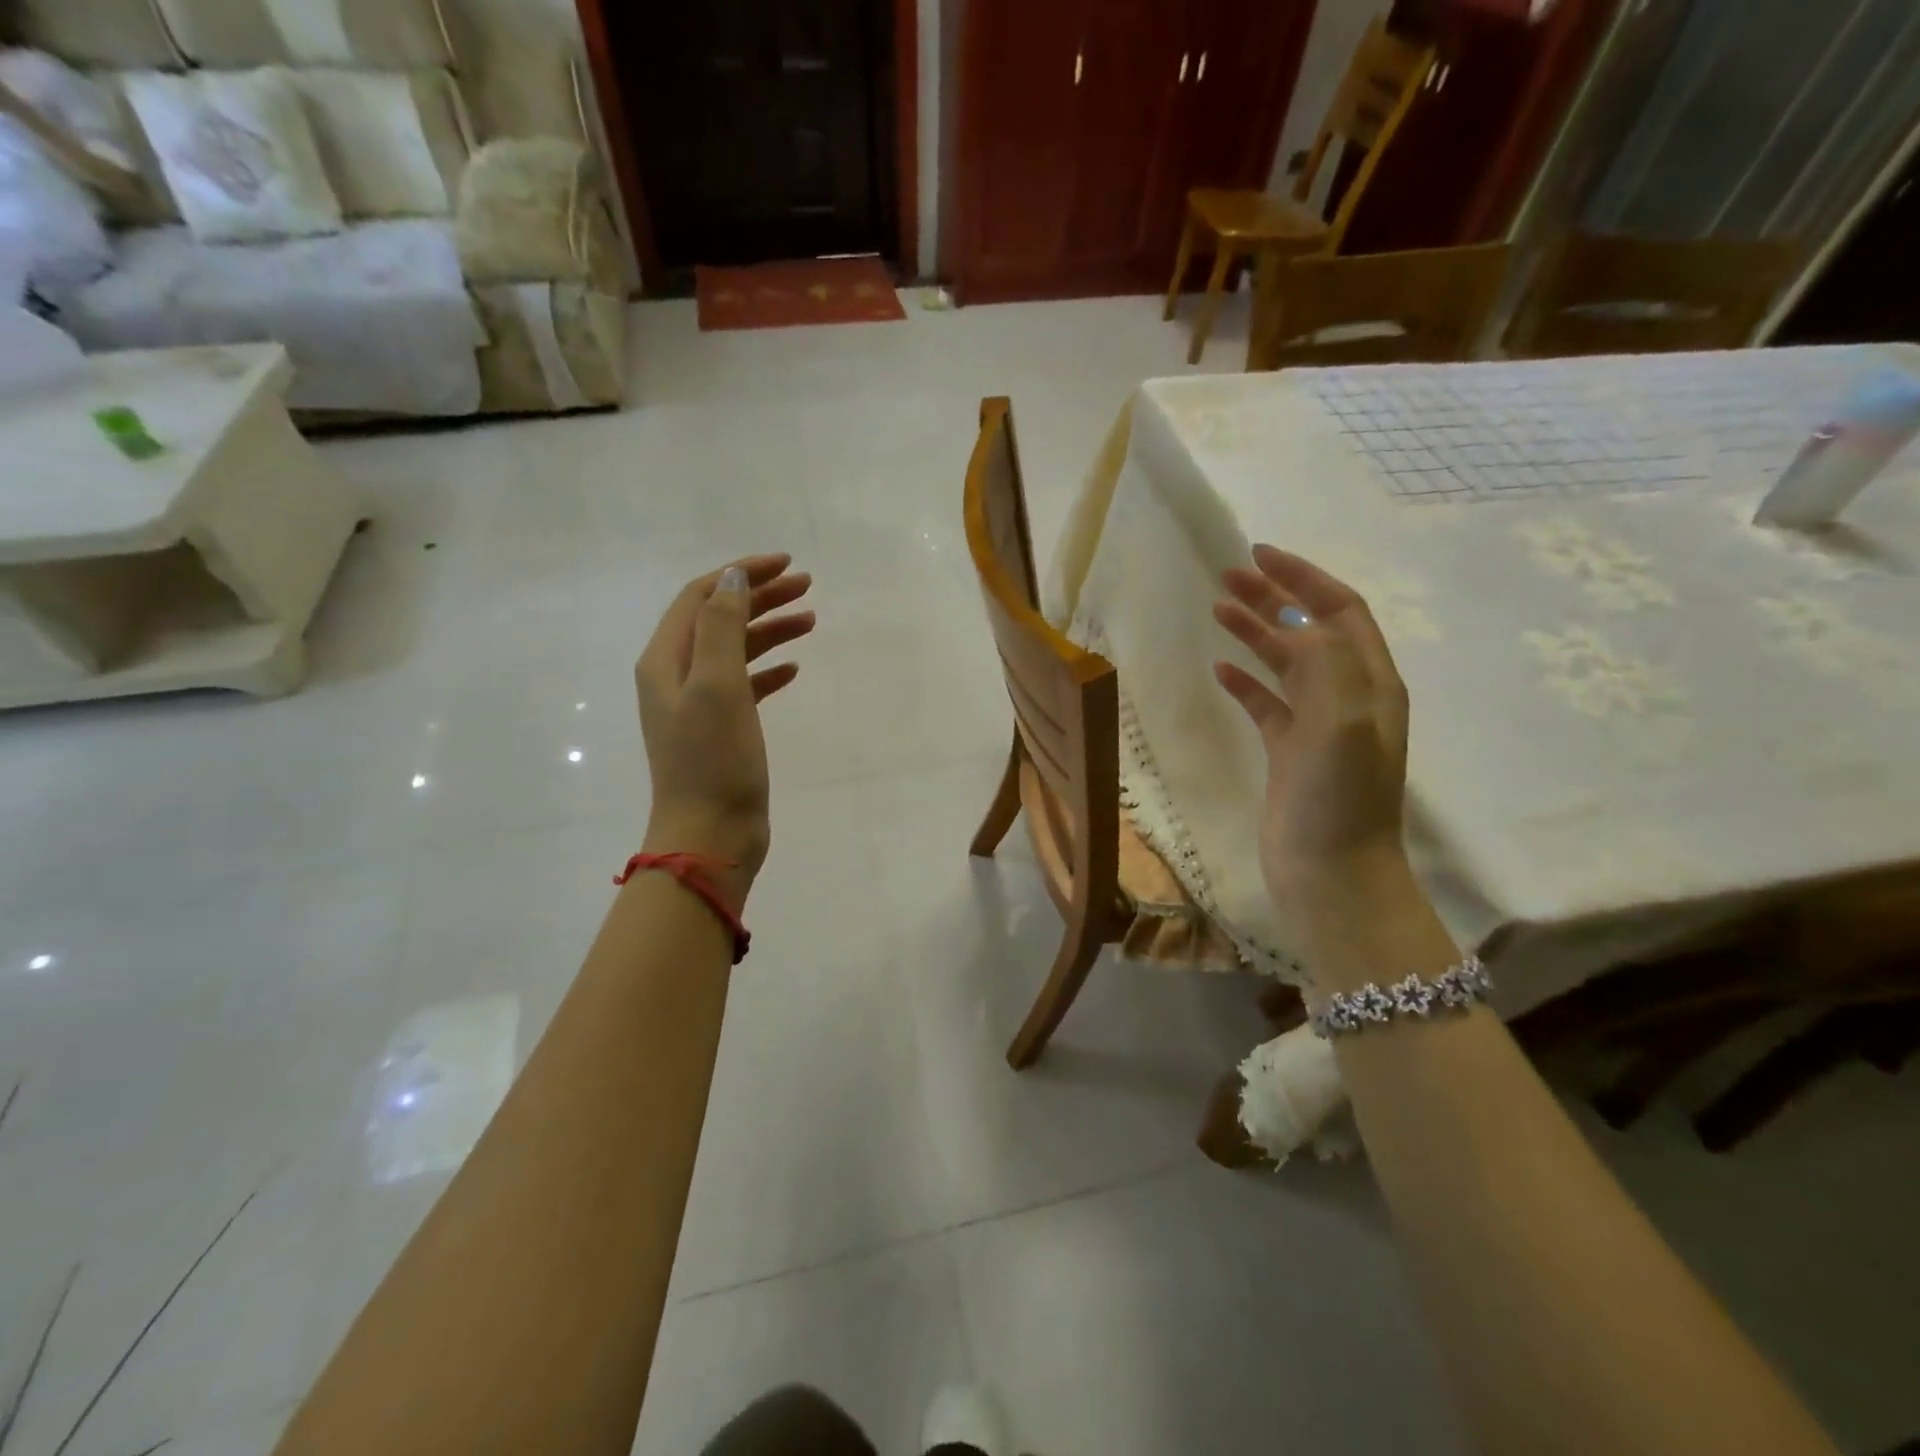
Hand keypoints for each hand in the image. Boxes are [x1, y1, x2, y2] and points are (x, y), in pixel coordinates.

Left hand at [635, 554, 814, 901]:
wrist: (710, 836)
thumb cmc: (713, 761)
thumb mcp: (718, 686)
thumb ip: (723, 626)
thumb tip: (733, 577)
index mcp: (666, 660)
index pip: (701, 597)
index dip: (741, 574)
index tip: (786, 563)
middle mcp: (676, 676)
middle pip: (719, 619)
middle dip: (760, 597)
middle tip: (807, 587)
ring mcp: (698, 705)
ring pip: (735, 651)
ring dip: (769, 630)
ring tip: (811, 620)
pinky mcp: (720, 731)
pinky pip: (745, 685)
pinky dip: (768, 671)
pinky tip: (794, 670)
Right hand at [1212, 545, 1412, 926]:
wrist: (1330, 873)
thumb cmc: (1339, 799)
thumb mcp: (1342, 723)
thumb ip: (1326, 664)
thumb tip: (1295, 624)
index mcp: (1371, 682)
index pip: (1341, 611)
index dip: (1304, 578)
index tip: (1260, 554)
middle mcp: (1349, 697)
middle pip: (1311, 630)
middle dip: (1274, 596)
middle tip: (1229, 575)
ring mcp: (1318, 726)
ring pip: (1285, 663)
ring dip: (1256, 632)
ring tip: (1219, 608)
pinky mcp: (1289, 752)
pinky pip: (1266, 703)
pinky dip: (1245, 681)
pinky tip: (1220, 669)